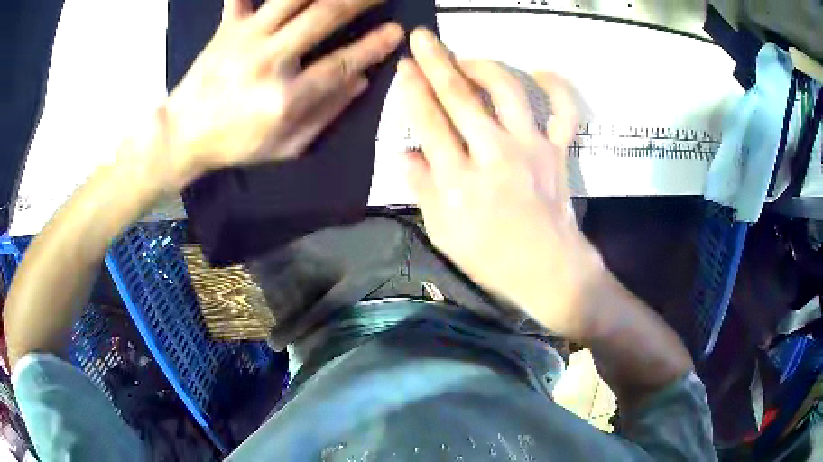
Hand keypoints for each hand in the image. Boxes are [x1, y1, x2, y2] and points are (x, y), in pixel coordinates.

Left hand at [162, 0, 403, 187]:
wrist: (182, 136)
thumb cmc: (235, 144)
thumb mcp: (285, 145)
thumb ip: (325, 113)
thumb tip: (361, 80)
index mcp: (284, 97)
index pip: (340, 63)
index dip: (373, 46)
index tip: (397, 32)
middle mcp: (268, 60)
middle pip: (324, 16)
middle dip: (360, 1)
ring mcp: (245, 39)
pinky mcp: (226, 28)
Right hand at [399, 29, 604, 339]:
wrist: (548, 270)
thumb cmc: (491, 257)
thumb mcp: (443, 233)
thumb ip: (422, 189)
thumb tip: (405, 153)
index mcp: (459, 180)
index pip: (429, 122)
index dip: (413, 89)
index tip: (404, 67)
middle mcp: (494, 154)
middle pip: (459, 96)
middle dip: (436, 61)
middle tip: (422, 38)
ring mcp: (531, 148)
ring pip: (507, 90)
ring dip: (484, 66)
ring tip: (468, 57)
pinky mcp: (558, 150)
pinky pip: (563, 111)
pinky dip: (556, 87)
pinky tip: (541, 71)